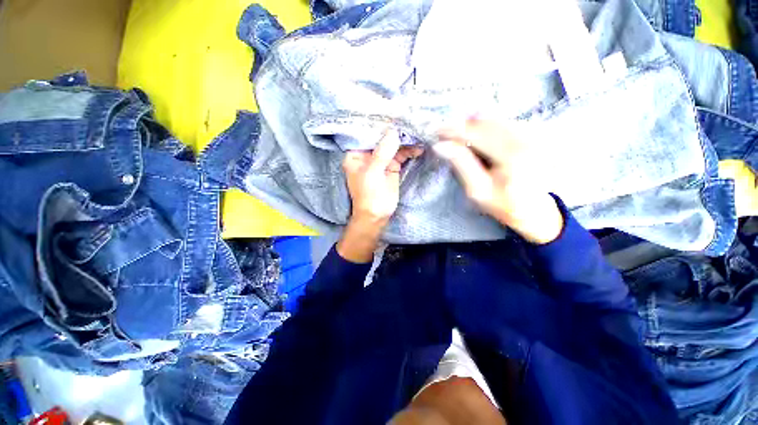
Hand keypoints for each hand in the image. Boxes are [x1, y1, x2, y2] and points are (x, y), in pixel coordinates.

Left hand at [338, 130, 423, 261]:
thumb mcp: (372, 174)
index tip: (394, 111)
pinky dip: (410, 151)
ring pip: (394, 145)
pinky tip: (419, 147)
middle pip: (383, 137)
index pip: (367, 133)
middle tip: (412, 120)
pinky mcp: (392, 166)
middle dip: (396, 129)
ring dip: (406, 140)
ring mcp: (381, 159)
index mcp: (356, 154)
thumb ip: (382, 153)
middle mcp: (368, 153)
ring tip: (420, 133)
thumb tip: (394, 132)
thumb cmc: (369, 196)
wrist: (377, 216)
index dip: (380, 123)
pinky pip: (402, 154)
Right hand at [434, 117, 563, 243]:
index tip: (436, 129)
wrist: (538, 210)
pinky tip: (479, 134)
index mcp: (512, 155)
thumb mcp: (477, 190)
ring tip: (459, 133)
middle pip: (487, 121)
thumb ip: (461, 164)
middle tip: (445, 131)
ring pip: (497, 119)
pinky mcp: (537, 135)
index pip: (477, 133)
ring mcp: (535, 134)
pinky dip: (489, 125)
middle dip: (464, 124)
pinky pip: (507, 122)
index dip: (454, 129)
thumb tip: (441, 145)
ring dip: (475, 123)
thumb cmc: (504, 205)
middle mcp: (526, 138)